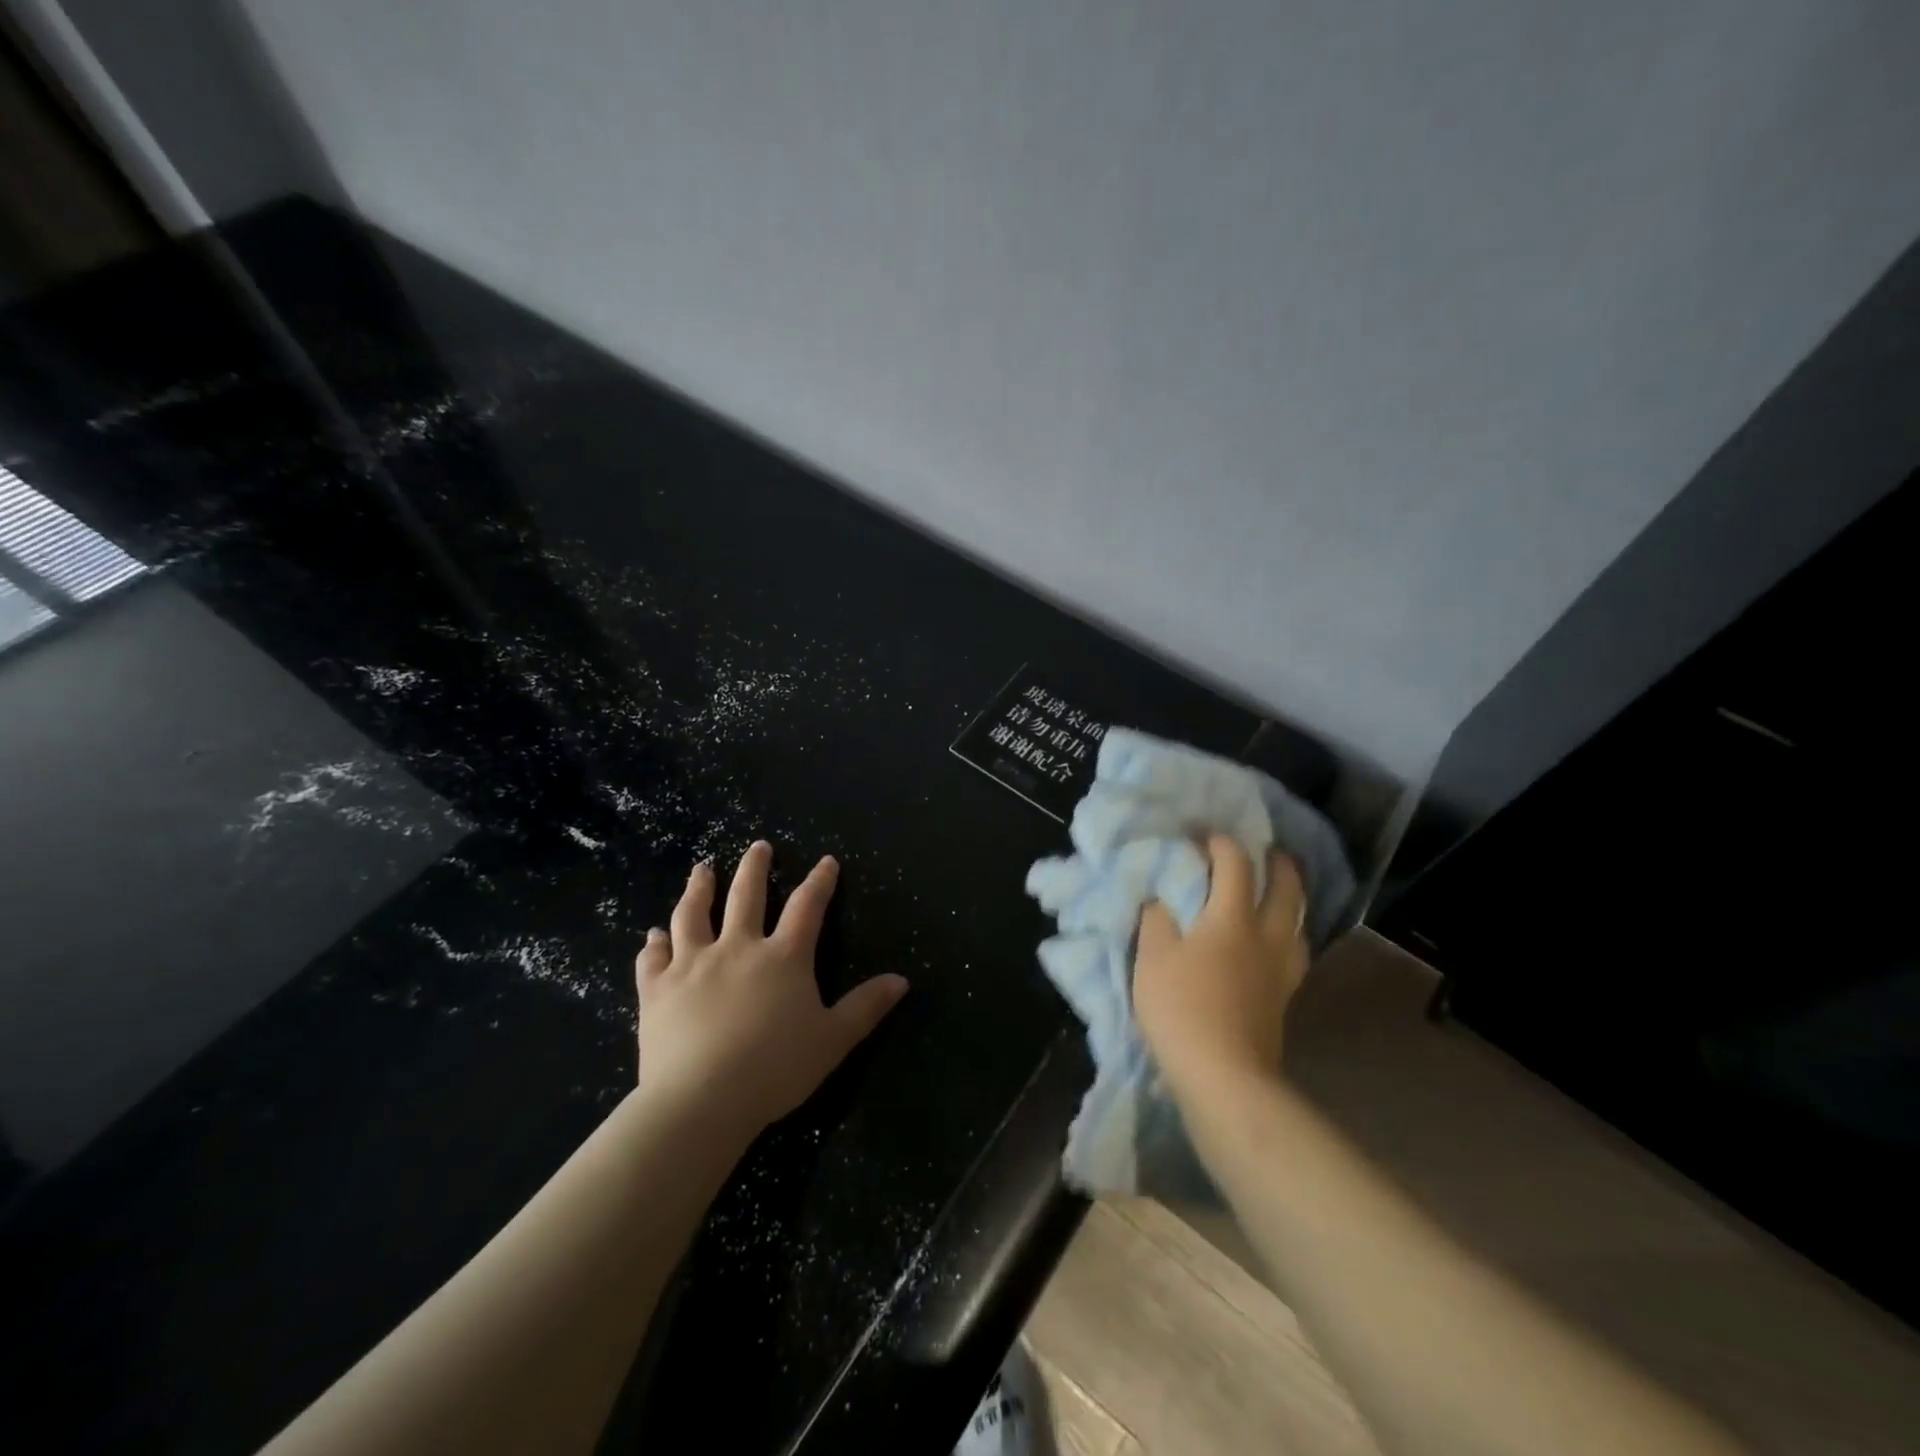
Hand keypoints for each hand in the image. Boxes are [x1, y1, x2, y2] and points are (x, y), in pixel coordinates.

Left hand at [634, 840, 907, 1136]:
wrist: (702, 1100)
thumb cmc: (774, 1069)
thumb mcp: (833, 1040)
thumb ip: (866, 1007)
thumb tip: (902, 980)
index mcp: (783, 958)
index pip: (806, 907)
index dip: (820, 882)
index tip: (826, 861)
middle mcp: (738, 948)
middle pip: (746, 896)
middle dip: (754, 867)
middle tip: (758, 845)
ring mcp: (693, 964)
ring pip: (693, 914)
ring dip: (699, 888)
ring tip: (702, 869)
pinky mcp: (657, 989)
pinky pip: (654, 958)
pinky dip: (654, 943)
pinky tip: (653, 935)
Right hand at [1134, 835, 1308, 1101]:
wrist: (1224, 1076)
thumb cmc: (1181, 1008)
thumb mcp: (1152, 957)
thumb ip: (1156, 919)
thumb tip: (1161, 897)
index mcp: (1232, 919)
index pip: (1236, 866)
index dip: (1222, 844)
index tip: (1206, 836)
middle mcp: (1267, 937)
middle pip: (1286, 889)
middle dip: (1279, 863)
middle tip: (1268, 850)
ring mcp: (1282, 970)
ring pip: (1298, 922)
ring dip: (1291, 899)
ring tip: (1277, 893)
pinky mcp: (1284, 998)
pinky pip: (1294, 950)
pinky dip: (1288, 933)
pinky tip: (1275, 942)